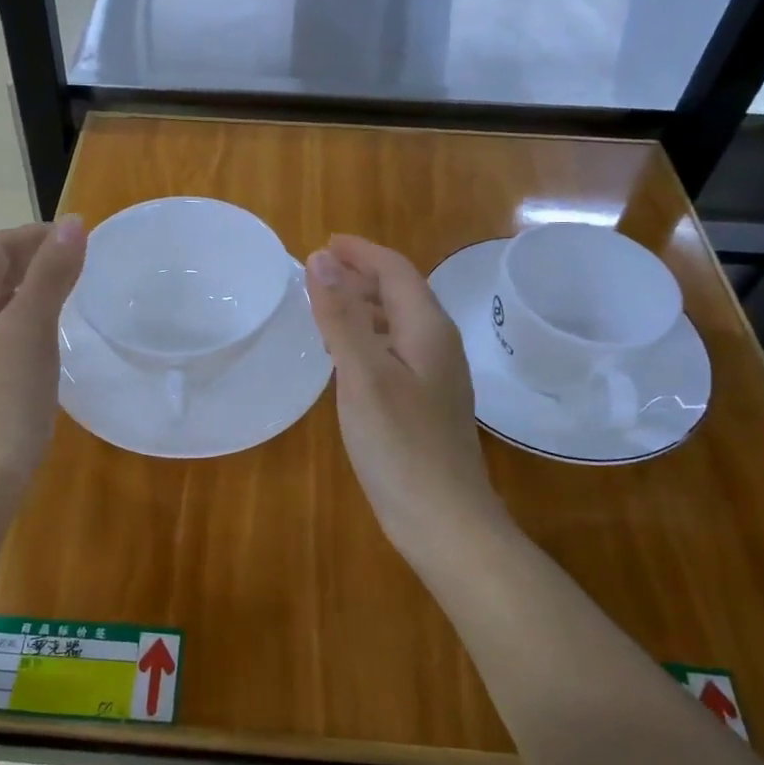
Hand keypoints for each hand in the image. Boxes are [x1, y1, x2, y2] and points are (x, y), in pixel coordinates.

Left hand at [0, 218, 86, 518]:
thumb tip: (73, 221)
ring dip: (29, 288)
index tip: (83, 237)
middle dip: (33, 257)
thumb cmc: (0, 404)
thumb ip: (51, 274)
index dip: (37, 234)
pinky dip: (23, 320)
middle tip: (82, 263)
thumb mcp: (30, 331)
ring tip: (71, 293)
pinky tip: (47, 340)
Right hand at [306, 237, 497, 550]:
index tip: (324, 243)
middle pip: (401, 293)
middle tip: (319, 273)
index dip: (361, 252)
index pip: (396, 271)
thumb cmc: (401, 445)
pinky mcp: (427, 404)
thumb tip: (320, 259)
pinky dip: (368, 339)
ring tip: (326, 307)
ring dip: (364, 306)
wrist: (444, 520)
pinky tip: (348, 359)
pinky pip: (396, 352)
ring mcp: (437, 378)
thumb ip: (341, 316)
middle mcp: (438, 345)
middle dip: (362, 275)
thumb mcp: (363, 374)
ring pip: (398, 324)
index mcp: (427, 329)